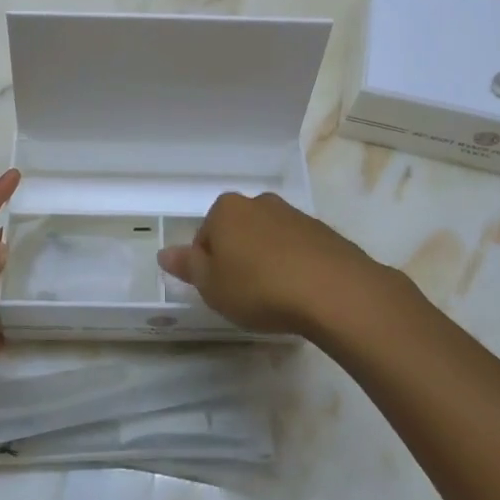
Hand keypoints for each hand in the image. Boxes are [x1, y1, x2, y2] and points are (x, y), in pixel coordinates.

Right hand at [156, 191, 400, 339]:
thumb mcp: (212, 285)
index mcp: (226, 209)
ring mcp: (295, 215)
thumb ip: (188, 266)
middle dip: (237, 258)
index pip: (204, 235)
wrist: (334, 291)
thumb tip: (164, 252)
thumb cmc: (260, 287)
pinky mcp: (324, 233)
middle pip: (237, 232)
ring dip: (266, 261)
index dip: (207, 266)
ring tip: (274, 297)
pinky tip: (300, 293)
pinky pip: (297, 249)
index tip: (218, 290)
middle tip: (243, 294)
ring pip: (268, 239)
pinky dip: (294, 265)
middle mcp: (259, 203)